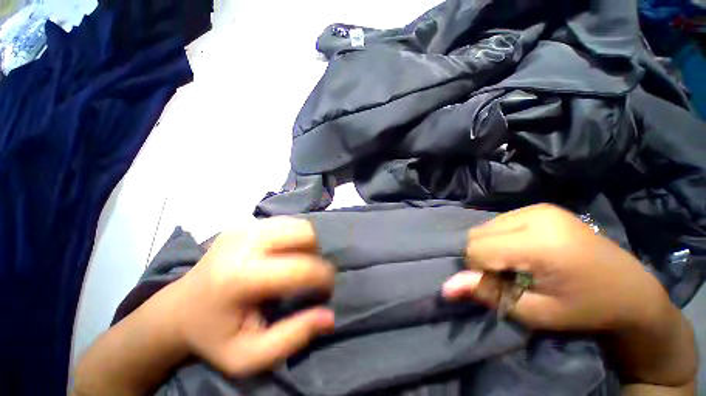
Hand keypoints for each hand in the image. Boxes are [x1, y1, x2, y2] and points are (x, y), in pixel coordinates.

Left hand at [168, 217, 334, 377]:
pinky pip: (287, 222)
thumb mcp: (249, 356)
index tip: (327, 289)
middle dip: (318, 254)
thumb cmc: (214, 336)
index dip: (323, 277)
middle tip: (312, 274)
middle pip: (304, 234)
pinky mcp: (245, 222)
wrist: (179, 308)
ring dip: (308, 243)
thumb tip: (329, 316)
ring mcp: (244, 227)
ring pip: (299, 224)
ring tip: (299, 263)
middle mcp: (244, 242)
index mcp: (240, 276)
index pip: (301, 267)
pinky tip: (286, 253)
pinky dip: (296, 236)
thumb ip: (292, 337)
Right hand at [442, 204, 669, 331]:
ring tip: (518, 265)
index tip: (499, 285)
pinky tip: (523, 251)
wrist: (631, 290)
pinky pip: (499, 222)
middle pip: (477, 234)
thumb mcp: (536, 312)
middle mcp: (536, 215)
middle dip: (482, 257)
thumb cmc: (586, 309)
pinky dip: (500, 239)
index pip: (478, 248)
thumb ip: (488, 294)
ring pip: (485, 226)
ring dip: (491, 247)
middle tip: (510, 277)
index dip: (478, 270)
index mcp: (541, 242)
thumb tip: (445, 287)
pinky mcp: (540, 207)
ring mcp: (538, 208)